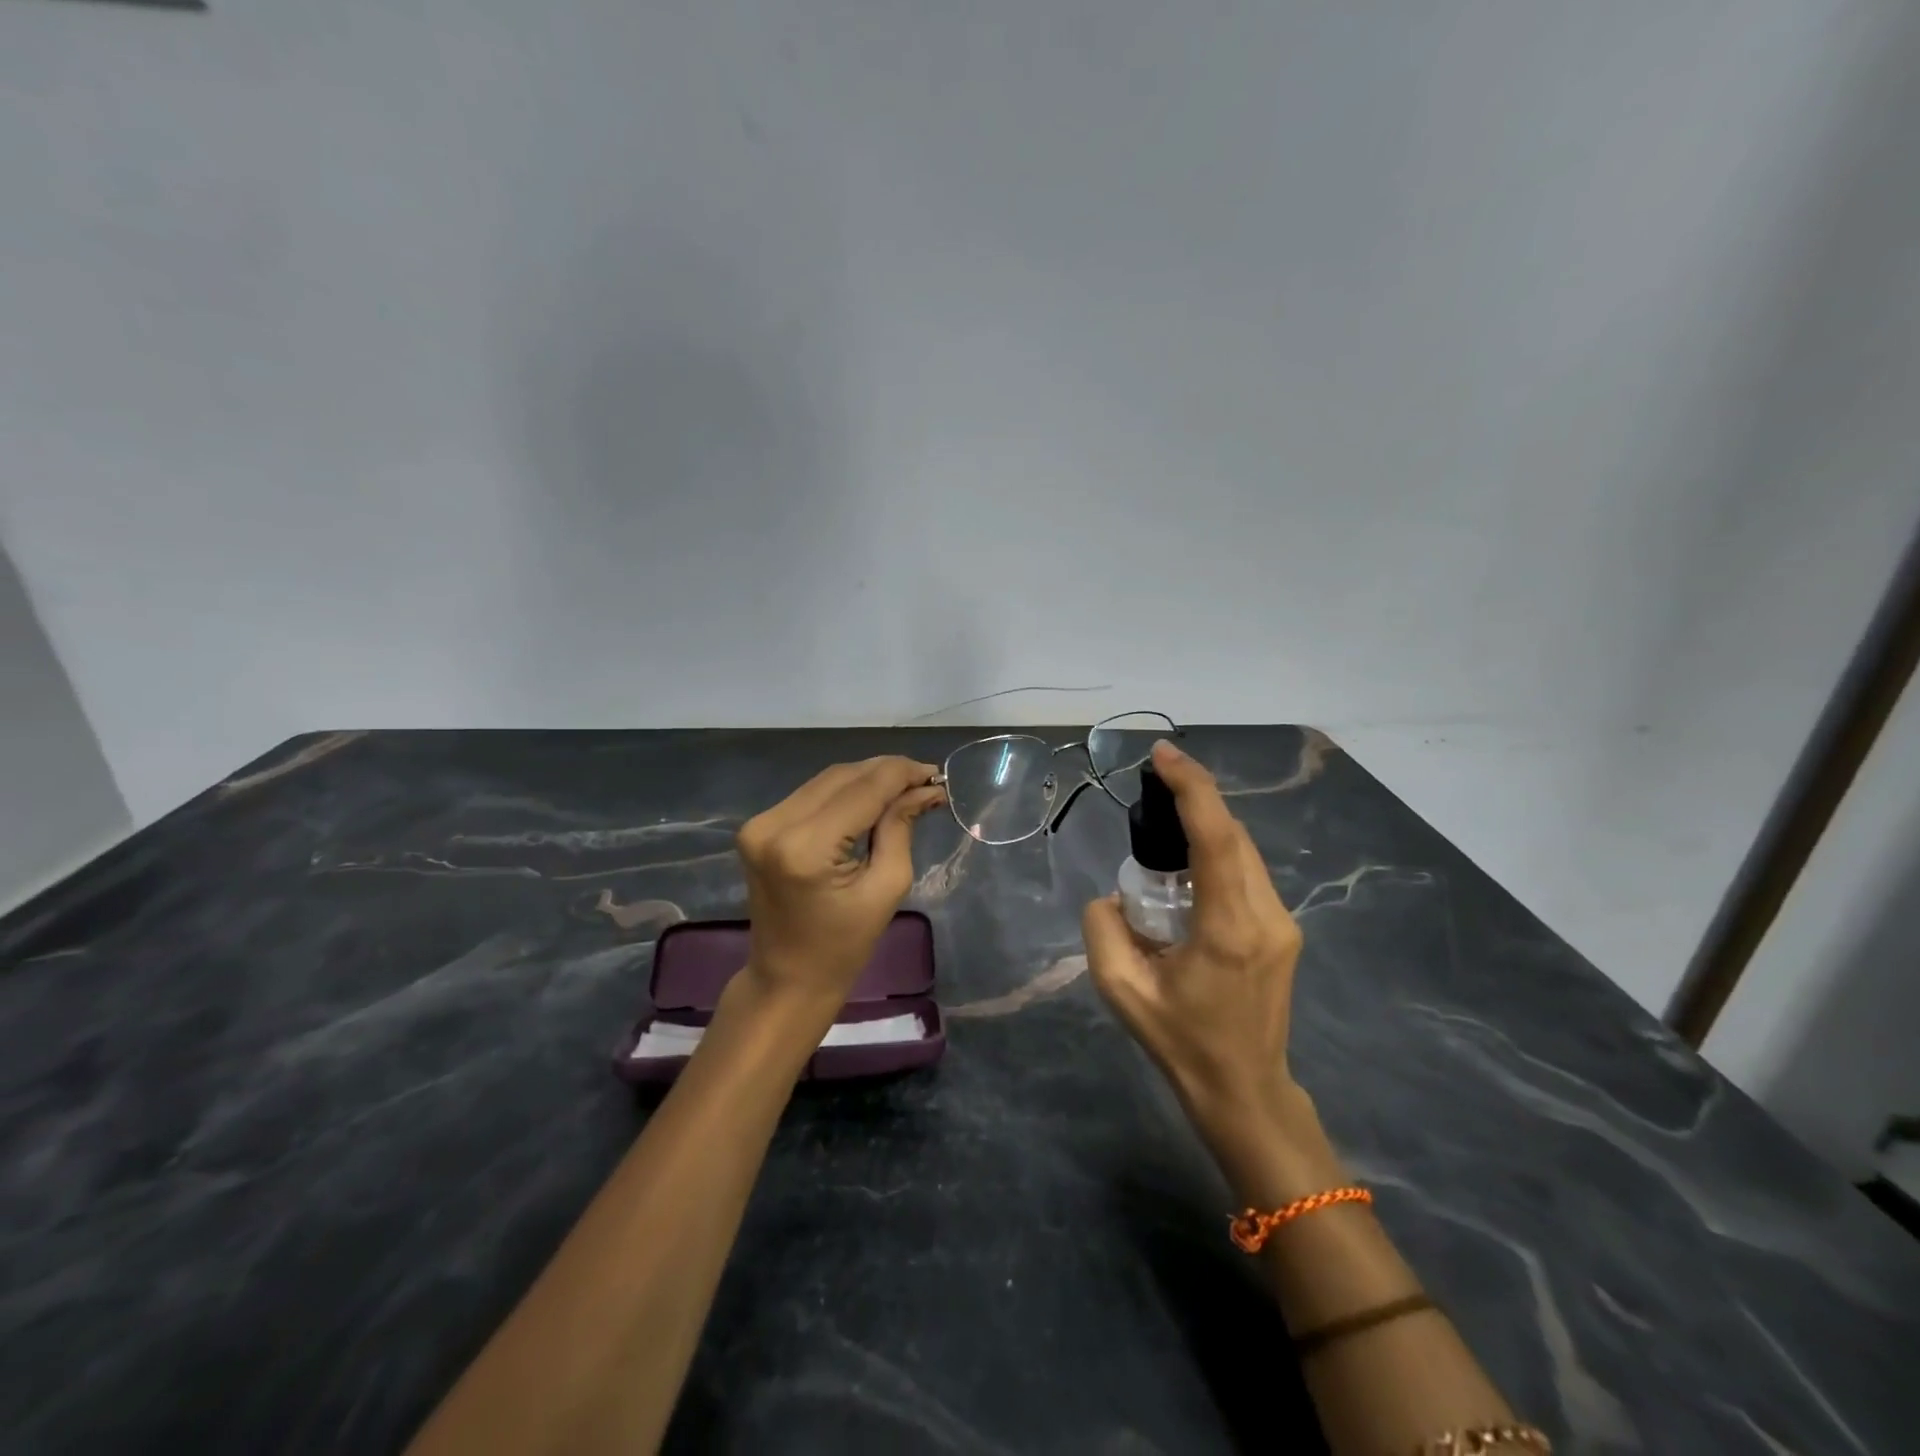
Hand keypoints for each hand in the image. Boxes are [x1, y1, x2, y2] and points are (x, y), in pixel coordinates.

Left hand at [735, 755, 945, 1012]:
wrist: (787, 978)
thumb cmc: (844, 946)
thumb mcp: (886, 888)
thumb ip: (901, 828)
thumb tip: (925, 789)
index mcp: (806, 847)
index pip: (864, 790)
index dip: (903, 775)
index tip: (937, 774)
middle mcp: (775, 825)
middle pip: (843, 777)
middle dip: (887, 772)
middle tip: (926, 780)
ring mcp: (760, 823)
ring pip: (826, 780)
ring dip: (867, 778)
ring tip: (905, 786)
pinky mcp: (758, 826)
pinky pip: (811, 794)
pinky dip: (844, 792)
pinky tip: (872, 797)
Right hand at [1083, 740, 1307, 1143]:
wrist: (1244, 1089)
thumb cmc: (1181, 1043)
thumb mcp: (1121, 991)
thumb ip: (1104, 929)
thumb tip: (1114, 896)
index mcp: (1227, 929)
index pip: (1217, 838)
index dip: (1192, 788)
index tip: (1163, 755)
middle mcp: (1265, 916)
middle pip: (1234, 835)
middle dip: (1196, 798)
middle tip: (1155, 780)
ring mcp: (1282, 923)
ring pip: (1245, 851)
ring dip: (1208, 825)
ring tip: (1166, 817)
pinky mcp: (1283, 930)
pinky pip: (1248, 873)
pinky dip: (1218, 851)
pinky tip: (1188, 864)